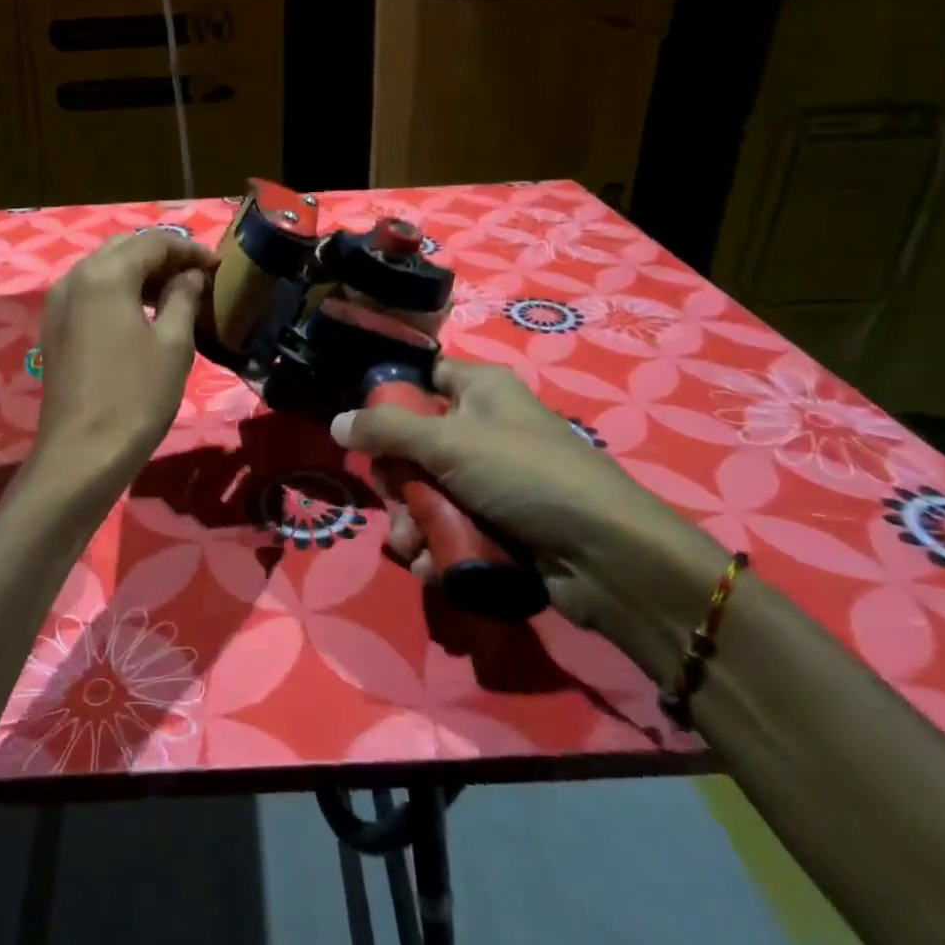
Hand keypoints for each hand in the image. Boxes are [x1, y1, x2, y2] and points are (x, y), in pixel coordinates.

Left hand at [33, 230, 215, 490]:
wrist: (82, 453)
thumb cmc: (136, 396)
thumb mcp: (173, 344)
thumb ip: (183, 298)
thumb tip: (191, 276)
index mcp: (105, 274)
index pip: (154, 241)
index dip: (189, 249)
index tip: (217, 265)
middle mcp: (75, 276)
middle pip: (125, 248)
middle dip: (163, 255)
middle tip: (197, 275)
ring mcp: (59, 302)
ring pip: (105, 267)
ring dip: (140, 272)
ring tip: (175, 292)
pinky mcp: (55, 326)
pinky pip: (91, 291)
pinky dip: (119, 290)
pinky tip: (142, 312)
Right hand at [334, 361, 727, 671]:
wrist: (608, 556)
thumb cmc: (525, 475)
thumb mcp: (448, 441)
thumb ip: (386, 429)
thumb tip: (336, 423)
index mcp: (480, 390)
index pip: (423, 377)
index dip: (390, 399)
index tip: (366, 431)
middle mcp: (484, 428)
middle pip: (413, 444)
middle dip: (397, 484)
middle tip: (396, 505)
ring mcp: (491, 479)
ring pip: (427, 492)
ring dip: (411, 524)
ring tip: (414, 549)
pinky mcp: (499, 523)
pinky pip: (450, 526)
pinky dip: (437, 547)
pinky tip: (434, 567)